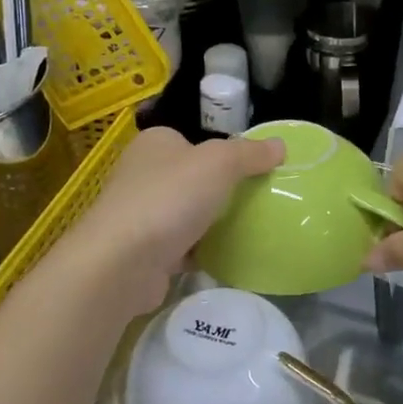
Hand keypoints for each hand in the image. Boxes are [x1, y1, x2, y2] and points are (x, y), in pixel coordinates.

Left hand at [56, 127, 283, 311]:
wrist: (121, 263)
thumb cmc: (169, 198)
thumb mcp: (220, 163)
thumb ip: (250, 153)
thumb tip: (281, 145)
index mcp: (155, 143)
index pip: (193, 140)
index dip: (222, 152)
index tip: (252, 169)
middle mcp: (142, 173)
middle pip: (191, 177)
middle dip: (219, 190)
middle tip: (257, 199)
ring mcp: (139, 214)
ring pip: (185, 213)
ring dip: (209, 222)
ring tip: (249, 227)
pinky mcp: (142, 251)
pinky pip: (180, 246)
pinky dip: (200, 251)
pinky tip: (226, 256)